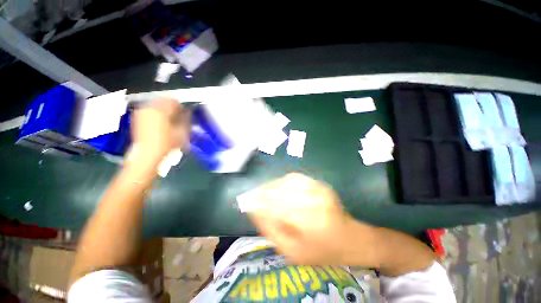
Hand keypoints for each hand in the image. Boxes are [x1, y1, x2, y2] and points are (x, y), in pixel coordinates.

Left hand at [131, 98, 189, 161]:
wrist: (148, 155)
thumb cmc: (167, 144)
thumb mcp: (182, 132)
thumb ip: (186, 120)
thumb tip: (187, 113)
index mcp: (161, 110)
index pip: (173, 101)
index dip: (181, 106)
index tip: (184, 113)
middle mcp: (149, 108)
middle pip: (163, 100)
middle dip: (171, 107)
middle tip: (177, 116)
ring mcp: (141, 113)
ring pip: (155, 105)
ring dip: (164, 110)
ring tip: (169, 120)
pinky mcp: (137, 119)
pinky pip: (149, 111)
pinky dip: (156, 114)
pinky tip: (160, 124)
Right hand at [244, 173, 374, 264]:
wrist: (349, 238)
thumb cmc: (320, 251)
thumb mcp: (291, 252)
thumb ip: (271, 230)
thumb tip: (254, 211)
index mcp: (306, 221)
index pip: (274, 205)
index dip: (258, 201)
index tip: (246, 201)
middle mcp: (312, 200)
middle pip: (279, 190)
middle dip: (262, 192)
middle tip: (253, 196)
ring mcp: (317, 188)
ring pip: (285, 181)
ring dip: (272, 185)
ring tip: (264, 192)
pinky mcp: (319, 183)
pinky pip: (295, 177)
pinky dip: (283, 181)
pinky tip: (279, 187)